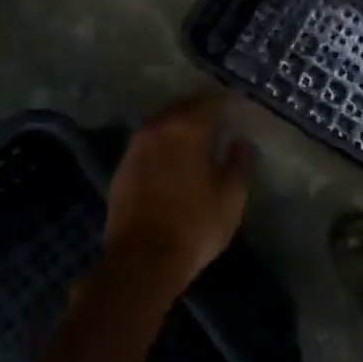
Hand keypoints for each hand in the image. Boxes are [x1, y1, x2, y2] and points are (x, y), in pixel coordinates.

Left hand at [105, 96, 250, 293]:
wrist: (141, 262)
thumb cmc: (194, 226)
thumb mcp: (230, 197)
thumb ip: (239, 164)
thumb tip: (241, 142)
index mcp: (186, 130)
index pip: (210, 102)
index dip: (227, 100)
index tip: (239, 100)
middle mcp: (157, 130)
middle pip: (181, 107)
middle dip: (200, 107)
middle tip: (218, 112)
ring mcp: (134, 149)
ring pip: (161, 124)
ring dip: (178, 123)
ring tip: (196, 132)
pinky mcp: (121, 170)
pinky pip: (147, 144)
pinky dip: (162, 143)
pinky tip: (171, 156)